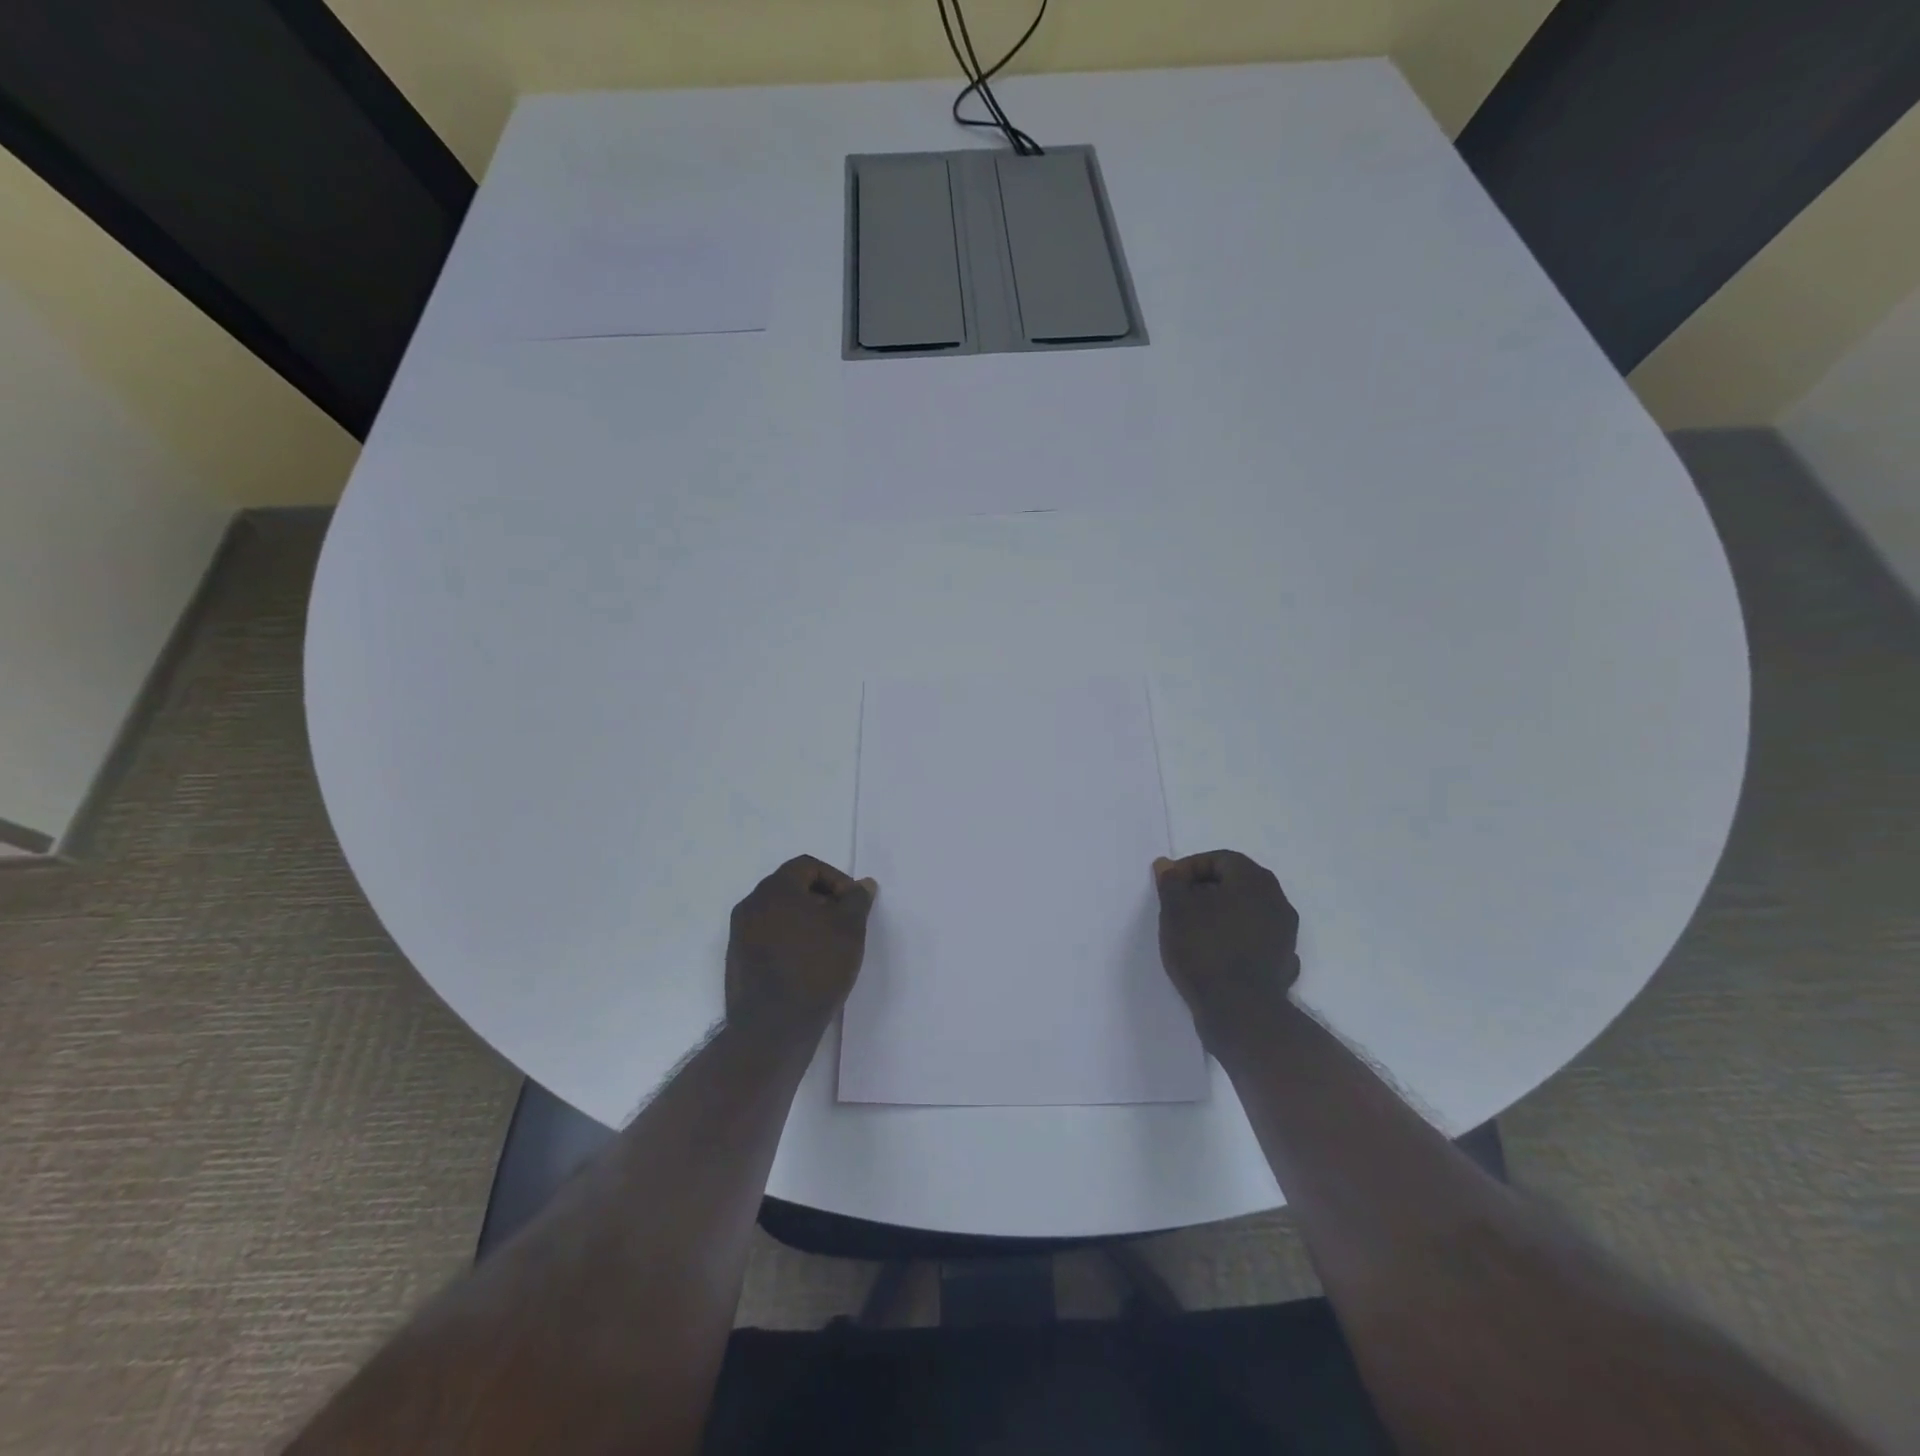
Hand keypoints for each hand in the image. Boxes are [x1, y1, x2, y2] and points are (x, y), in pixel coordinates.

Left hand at [725, 855, 876, 1034]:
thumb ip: (857, 900)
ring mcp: (739, 934)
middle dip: (822, 901)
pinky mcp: (738, 961)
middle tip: (844, 925)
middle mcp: (751, 905)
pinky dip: (790, 942)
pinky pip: (768, 938)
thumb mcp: (849, 929)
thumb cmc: (815, 967)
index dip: (836, 879)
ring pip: (780, 914)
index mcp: (774, 889)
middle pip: (792, 888)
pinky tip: (808, 966)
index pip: (807, 866)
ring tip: (829, 948)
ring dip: (806, 922)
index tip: (853, 905)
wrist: (773, 1028)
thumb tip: (862, 884)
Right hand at [1153, 850, 1300, 1051]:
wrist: (1241, 1012)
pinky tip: (1217, 955)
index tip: (1170, 887)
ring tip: (1193, 932)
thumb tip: (1167, 865)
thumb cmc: (1205, 950)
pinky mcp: (1283, 961)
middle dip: (1205, 890)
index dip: (1190, 868)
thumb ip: (1171, 883)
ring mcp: (1285, 933)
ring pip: (1247, 911)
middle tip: (1178, 907)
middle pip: (1237, 883)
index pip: (1220, 858)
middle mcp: (1277, 900)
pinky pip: (1256, 939)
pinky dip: (1235, 939)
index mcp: (1254, 881)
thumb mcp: (1176, 910)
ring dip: (1221, 915)